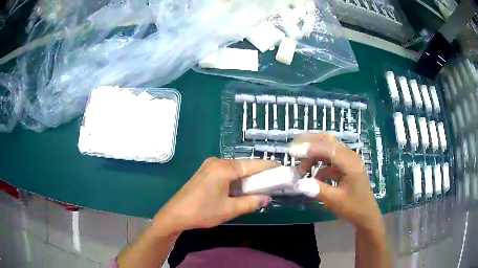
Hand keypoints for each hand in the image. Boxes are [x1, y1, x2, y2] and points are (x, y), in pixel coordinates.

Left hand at [153, 157, 275, 232]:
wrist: (175, 214)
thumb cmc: (202, 212)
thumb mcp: (229, 209)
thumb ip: (251, 202)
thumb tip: (267, 198)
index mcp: (223, 168)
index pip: (252, 164)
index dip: (268, 166)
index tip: (282, 169)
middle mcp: (217, 162)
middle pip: (244, 165)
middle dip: (259, 173)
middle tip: (273, 181)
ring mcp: (209, 166)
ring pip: (235, 169)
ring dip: (247, 177)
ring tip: (261, 185)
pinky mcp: (205, 172)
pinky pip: (226, 172)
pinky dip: (237, 179)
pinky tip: (243, 187)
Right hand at [291, 133, 382, 231]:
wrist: (366, 214)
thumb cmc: (354, 207)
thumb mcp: (335, 200)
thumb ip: (317, 189)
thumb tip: (298, 183)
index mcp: (350, 162)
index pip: (328, 148)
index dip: (309, 148)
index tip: (292, 152)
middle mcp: (349, 156)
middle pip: (328, 141)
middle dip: (310, 142)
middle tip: (293, 148)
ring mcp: (348, 160)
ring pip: (328, 148)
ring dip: (313, 154)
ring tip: (301, 167)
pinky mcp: (345, 166)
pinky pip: (330, 159)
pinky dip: (319, 163)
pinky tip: (312, 173)